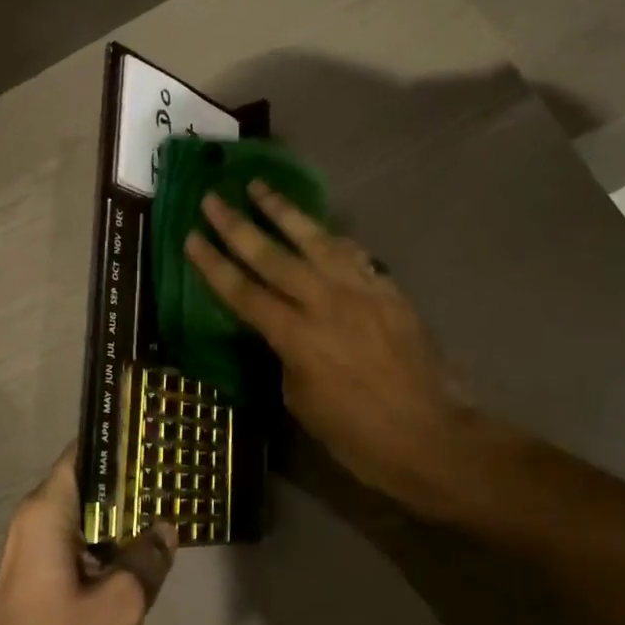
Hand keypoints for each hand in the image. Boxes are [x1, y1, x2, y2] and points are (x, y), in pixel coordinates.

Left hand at [0, 445, 177, 624]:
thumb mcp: (118, 607)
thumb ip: (146, 559)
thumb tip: (166, 530)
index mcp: (45, 514)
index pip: (82, 455)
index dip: (118, 442)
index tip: (155, 436)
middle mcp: (32, 524)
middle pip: (86, 486)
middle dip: (128, 485)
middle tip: (174, 476)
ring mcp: (31, 556)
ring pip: (83, 520)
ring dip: (120, 520)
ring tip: (167, 511)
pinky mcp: (36, 585)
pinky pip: (76, 548)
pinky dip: (106, 547)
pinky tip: (141, 556)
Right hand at [184, 183, 483, 518]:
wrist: (434, 438)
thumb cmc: (360, 437)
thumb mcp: (303, 404)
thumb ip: (287, 358)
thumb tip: (284, 333)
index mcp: (297, 338)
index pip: (244, 292)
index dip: (214, 264)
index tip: (191, 237)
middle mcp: (325, 303)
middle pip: (272, 256)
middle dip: (238, 225)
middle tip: (213, 198)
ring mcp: (360, 291)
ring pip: (315, 240)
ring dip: (284, 212)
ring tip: (259, 187)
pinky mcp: (388, 291)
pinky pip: (354, 254)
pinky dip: (332, 238)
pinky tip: (321, 229)